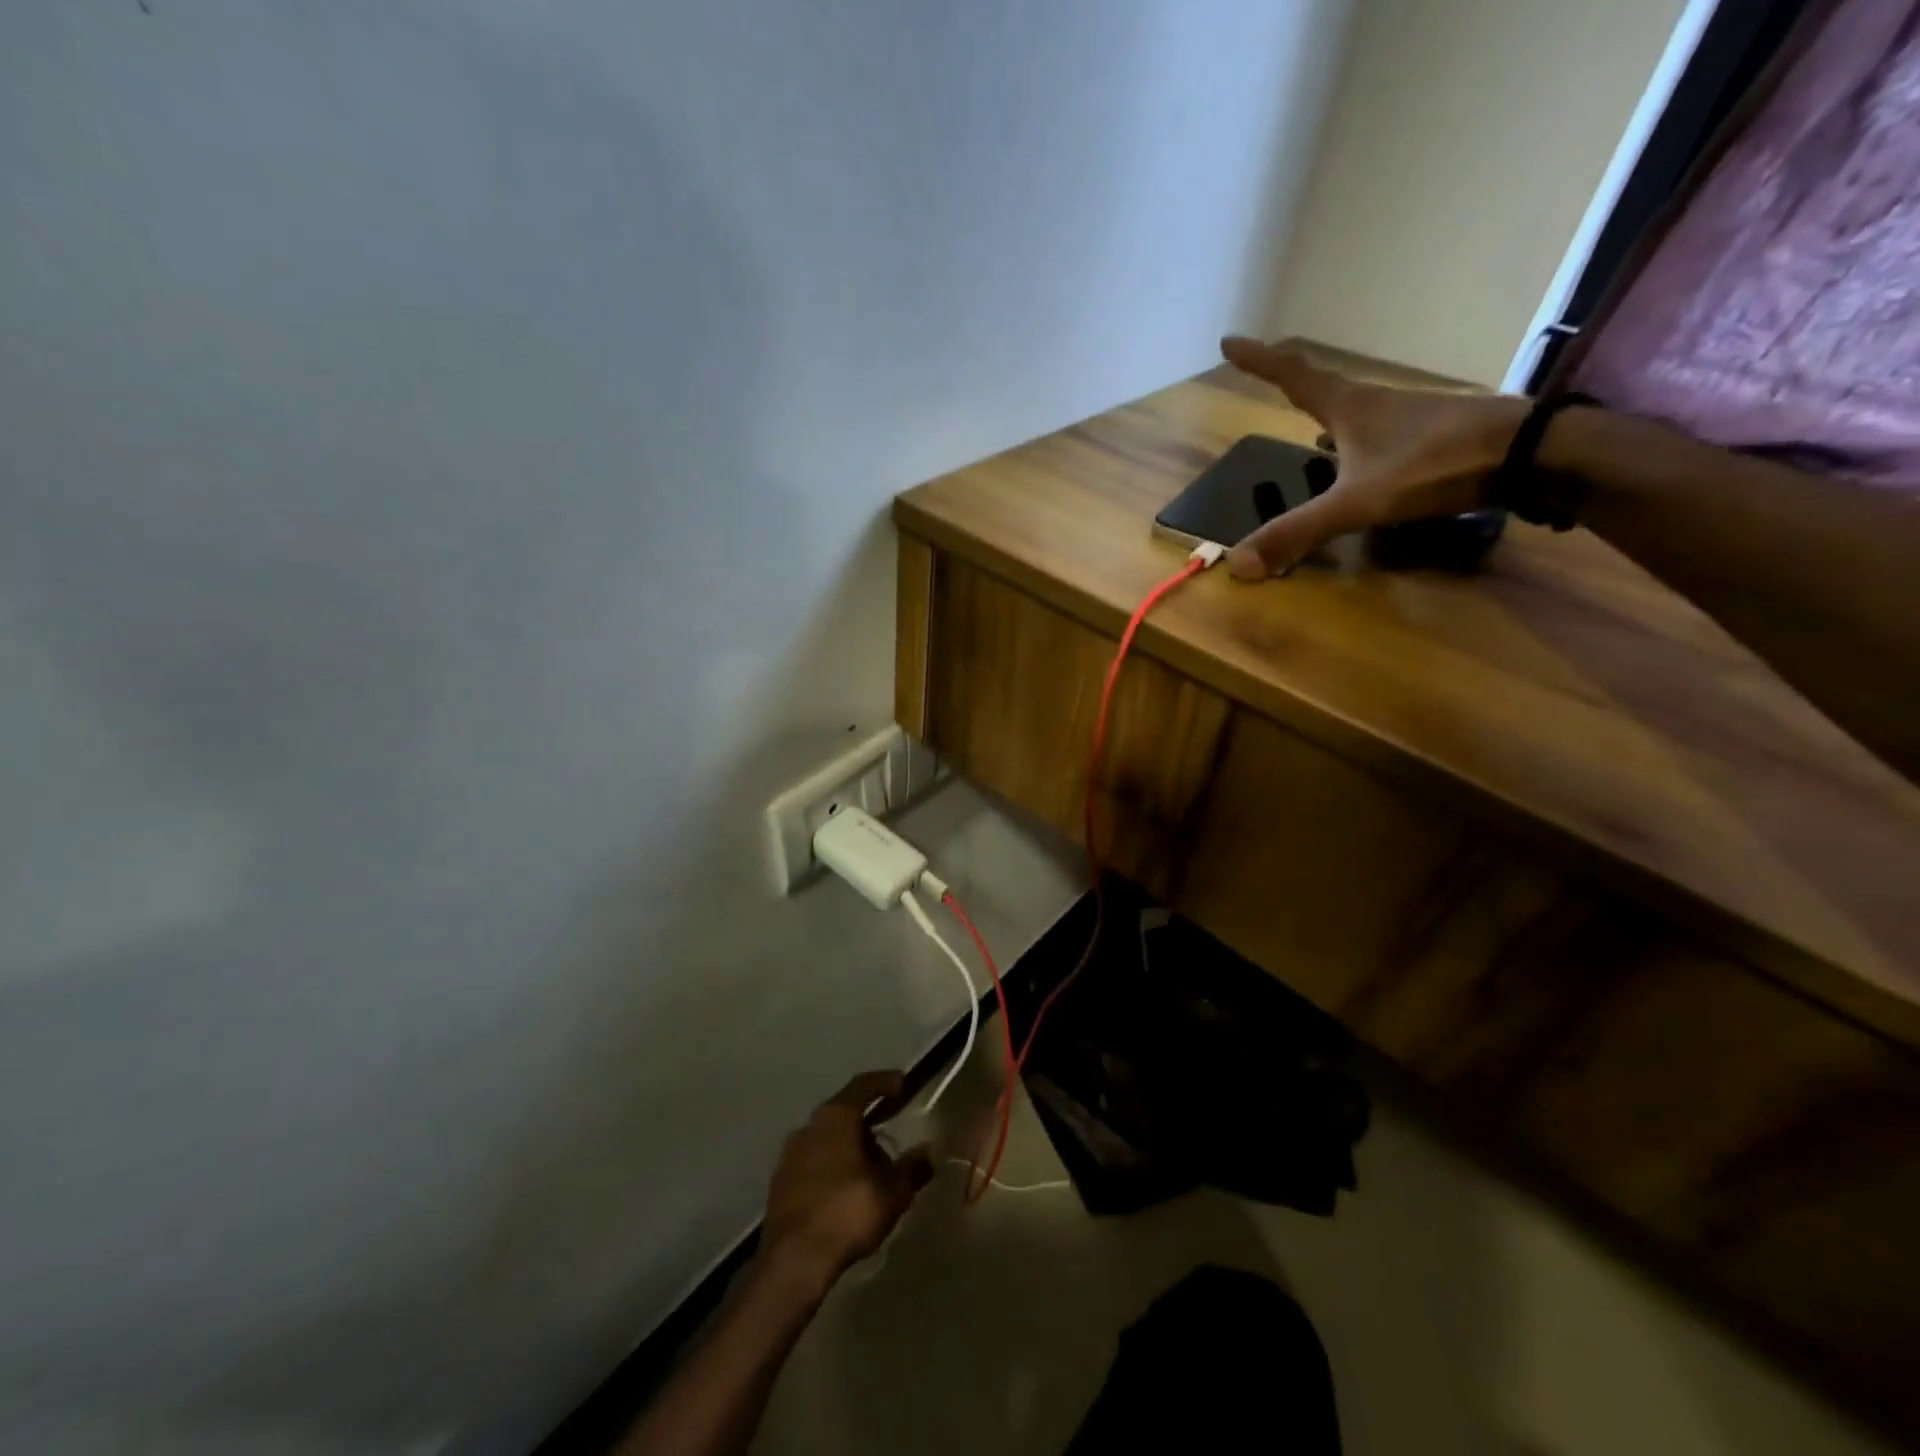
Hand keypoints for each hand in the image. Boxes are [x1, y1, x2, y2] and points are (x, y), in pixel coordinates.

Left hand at [757, 1071, 933, 1299]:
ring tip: (871, 1164)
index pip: (864, 1085)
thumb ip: (913, 1167)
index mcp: (836, 1117)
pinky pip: (813, 1160)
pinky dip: (832, 1164)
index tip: (903, 1084)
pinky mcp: (780, 1182)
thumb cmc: (847, 1212)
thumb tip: (929, 1151)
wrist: (792, 1261)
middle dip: (868, 1119)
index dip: (885, 1082)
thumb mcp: (892, 1191)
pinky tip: (846, 1187)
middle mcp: (810, 1125)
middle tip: (890, 1127)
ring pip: (827, 1136)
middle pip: (843, 1111)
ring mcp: (790, 1153)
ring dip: (849, 1143)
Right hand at [1219, 336, 1529, 577]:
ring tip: (1304, 421)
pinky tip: (1352, 458)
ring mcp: (1404, 417)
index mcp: (1349, 408)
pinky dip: (1351, 439)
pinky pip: (1373, 432)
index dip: (1259, 361)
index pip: (1292, 376)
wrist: (1526, 453)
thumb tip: (1237, 563)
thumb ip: (1298, 531)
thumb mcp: (1357, 504)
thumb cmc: (1434, 466)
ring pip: (1350, 408)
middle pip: (1321, 384)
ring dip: (1322, 408)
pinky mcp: (1427, 435)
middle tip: (1263, 371)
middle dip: (1288, 379)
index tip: (1229, 341)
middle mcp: (1374, 403)